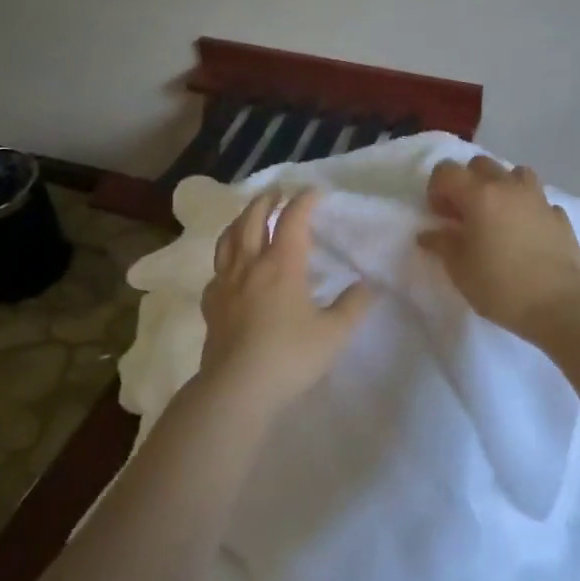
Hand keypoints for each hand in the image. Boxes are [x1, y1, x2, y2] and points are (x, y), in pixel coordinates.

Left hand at [197, 188, 372, 417]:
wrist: (236, 389)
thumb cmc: (290, 356)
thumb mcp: (334, 333)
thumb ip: (353, 306)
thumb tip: (367, 285)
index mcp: (282, 264)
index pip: (292, 219)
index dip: (304, 200)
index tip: (315, 191)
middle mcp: (250, 265)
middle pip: (252, 219)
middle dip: (266, 201)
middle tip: (277, 192)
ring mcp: (225, 284)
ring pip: (228, 239)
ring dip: (240, 220)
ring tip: (248, 216)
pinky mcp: (211, 305)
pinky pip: (216, 271)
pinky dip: (225, 259)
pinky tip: (230, 269)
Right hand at [418, 157, 579, 340]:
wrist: (559, 305)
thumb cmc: (501, 286)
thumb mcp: (460, 270)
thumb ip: (441, 244)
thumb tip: (428, 234)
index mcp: (480, 195)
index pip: (447, 171)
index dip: (436, 189)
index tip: (439, 216)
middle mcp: (509, 187)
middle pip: (481, 164)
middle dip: (467, 183)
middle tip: (465, 215)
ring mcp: (538, 199)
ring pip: (515, 174)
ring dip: (501, 187)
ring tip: (498, 217)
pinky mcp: (559, 216)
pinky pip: (538, 200)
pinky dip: (527, 209)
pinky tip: (526, 234)